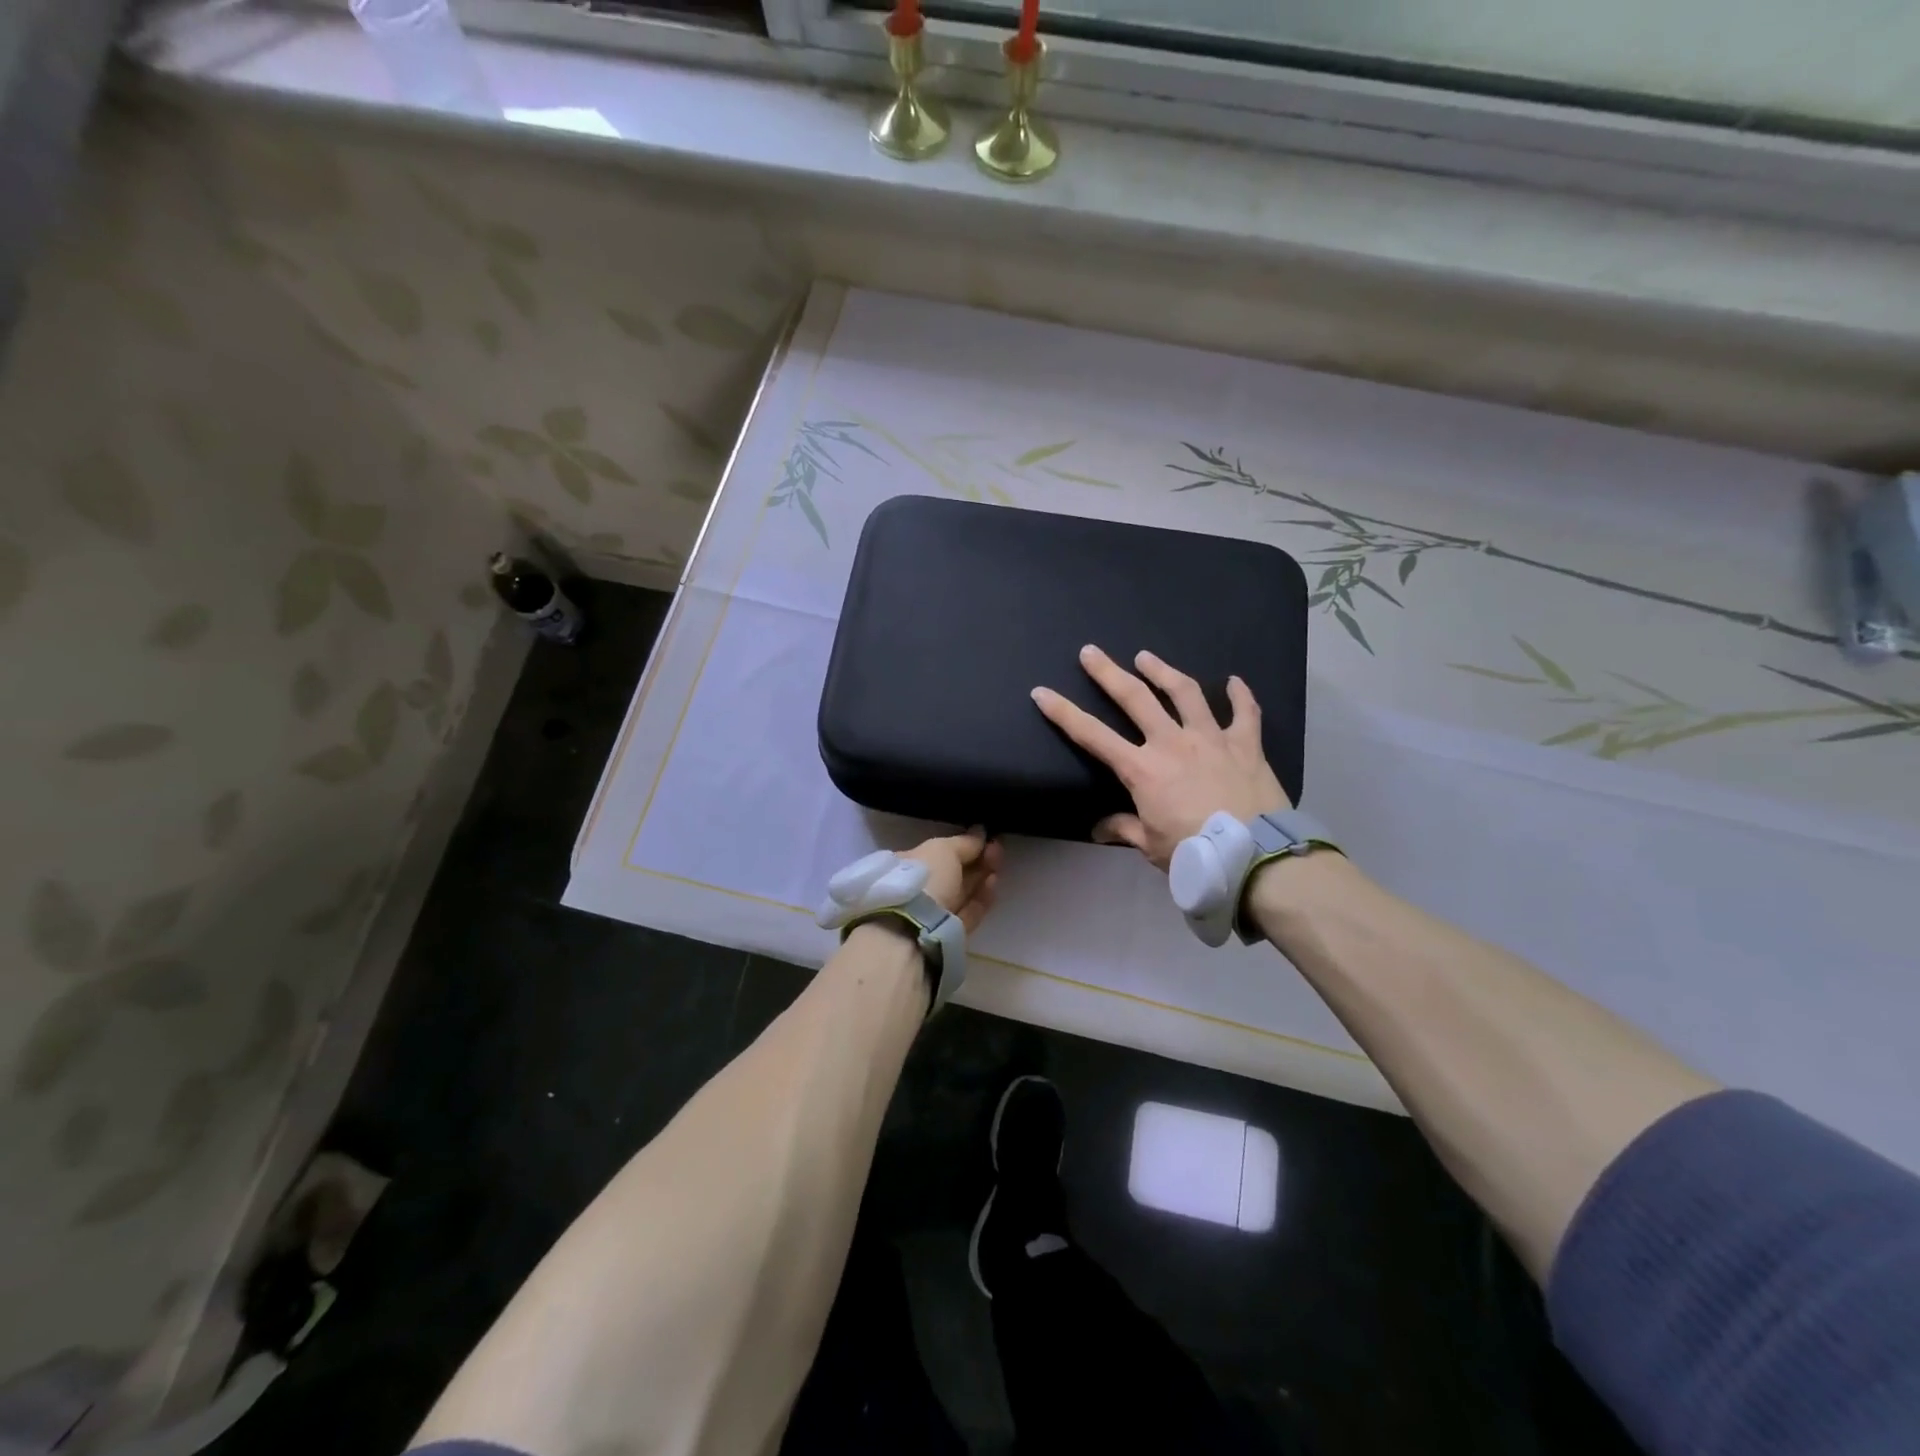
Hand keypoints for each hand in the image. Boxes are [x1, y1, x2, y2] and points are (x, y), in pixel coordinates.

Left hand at [902, 828, 1002, 932]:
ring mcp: (932, 912)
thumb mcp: (943, 849)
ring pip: (962, 892)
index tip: (984, 837)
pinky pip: (968, 912)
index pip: (937, 853)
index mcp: (906, 865)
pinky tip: (994, 882)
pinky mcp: (949, 932)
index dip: (961, 845)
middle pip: (952, 872)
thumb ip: (965, 842)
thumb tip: (981, 832)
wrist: (916, 928)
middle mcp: (918, 888)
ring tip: (997, 863)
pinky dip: (982, 897)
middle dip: (976, 859)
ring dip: (982, 876)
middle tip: (997, 848)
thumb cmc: (925, 878)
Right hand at [1032, 646, 1288, 870]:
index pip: (1092, 735)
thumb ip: (1125, 829)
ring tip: (1146, 656)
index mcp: (1142, 769)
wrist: (1255, 854)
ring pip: (1185, 692)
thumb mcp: (1151, 846)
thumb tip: (1100, 829)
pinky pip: (1245, 712)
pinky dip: (1241, 695)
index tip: (1042, 692)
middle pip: (1135, 698)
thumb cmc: (1194, 852)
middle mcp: (1172, 743)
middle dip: (1108, 673)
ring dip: (1163, 671)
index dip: (1063, 713)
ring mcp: (1211, 738)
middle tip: (1090, 652)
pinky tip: (1234, 681)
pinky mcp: (1246, 744)